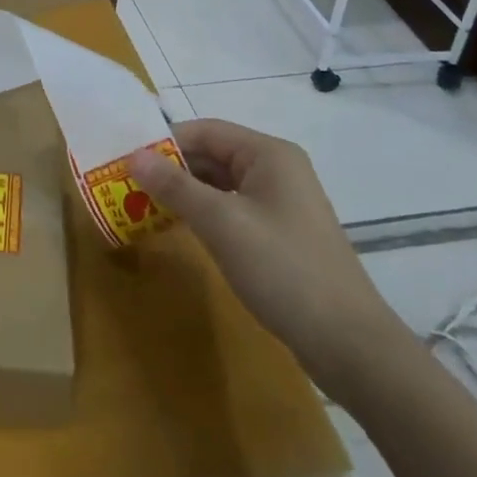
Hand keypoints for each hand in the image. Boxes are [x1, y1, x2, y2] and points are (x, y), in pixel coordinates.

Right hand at [129, 119, 409, 400]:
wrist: (350, 345)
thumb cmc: (284, 270)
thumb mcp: (222, 224)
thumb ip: (176, 186)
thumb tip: (133, 156)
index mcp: (268, 154)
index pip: (205, 131)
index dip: (164, 142)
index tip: (127, 160)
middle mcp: (276, 169)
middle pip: (212, 155)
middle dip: (171, 169)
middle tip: (127, 186)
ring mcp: (281, 203)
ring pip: (220, 184)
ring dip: (185, 193)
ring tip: (143, 206)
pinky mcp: (280, 234)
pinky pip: (232, 209)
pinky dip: (204, 214)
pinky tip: (180, 228)